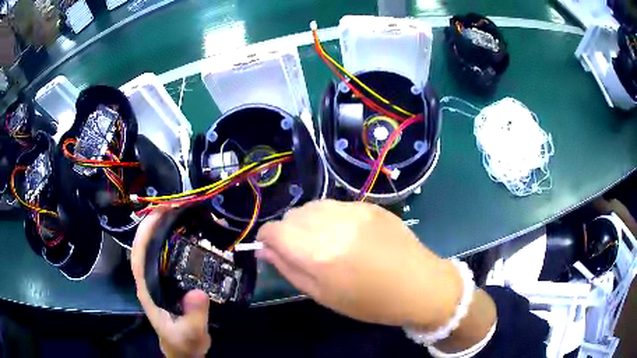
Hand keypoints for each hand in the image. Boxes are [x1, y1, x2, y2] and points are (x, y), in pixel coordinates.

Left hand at [131, 209, 211, 357]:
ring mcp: (159, 279)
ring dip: (165, 228)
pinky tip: (189, 234)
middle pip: (147, 245)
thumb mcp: (190, 335)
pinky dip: (176, 241)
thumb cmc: (183, 343)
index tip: (158, 212)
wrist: (185, 350)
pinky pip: (170, 256)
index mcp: (147, 289)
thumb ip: (193, 317)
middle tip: (176, 204)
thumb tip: (197, 292)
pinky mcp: (170, 281)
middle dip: (156, 222)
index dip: (145, 232)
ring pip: (157, 248)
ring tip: (183, 212)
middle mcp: (150, 280)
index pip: (139, 256)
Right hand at [256, 199, 462, 329]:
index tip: (273, 249)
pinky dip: (330, 217)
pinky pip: (336, 204)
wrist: (419, 285)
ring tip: (326, 242)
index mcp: (318, 253)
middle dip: (288, 232)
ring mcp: (354, 210)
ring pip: (312, 206)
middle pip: (291, 215)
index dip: (267, 239)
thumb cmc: (369, 301)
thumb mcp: (323, 295)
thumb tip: (264, 249)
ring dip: (308, 222)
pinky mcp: (369, 205)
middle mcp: (333, 224)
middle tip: (304, 252)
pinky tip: (348, 235)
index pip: (274, 230)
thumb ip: (289, 269)